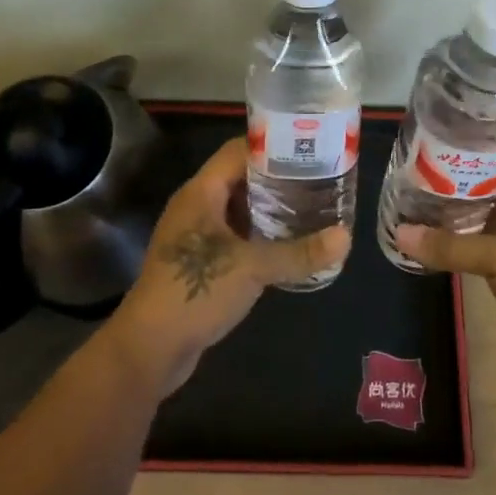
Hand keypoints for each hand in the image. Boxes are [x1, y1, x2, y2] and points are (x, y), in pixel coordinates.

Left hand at [105, 138, 350, 396]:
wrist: (149, 348)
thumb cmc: (195, 291)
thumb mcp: (253, 268)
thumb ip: (300, 253)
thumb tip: (346, 237)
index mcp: (201, 192)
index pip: (238, 151)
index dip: (272, 146)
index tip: (308, 149)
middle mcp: (195, 206)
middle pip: (240, 178)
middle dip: (277, 179)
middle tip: (319, 180)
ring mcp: (195, 235)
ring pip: (237, 209)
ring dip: (269, 209)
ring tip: (311, 208)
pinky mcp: (198, 262)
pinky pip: (234, 236)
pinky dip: (258, 235)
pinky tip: (286, 245)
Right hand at [395, 150, 495, 384]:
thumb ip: (451, 246)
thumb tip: (400, 233)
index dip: (477, 131)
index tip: (438, 124)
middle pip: (487, 171)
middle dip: (454, 163)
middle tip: (412, 155)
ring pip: (478, 201)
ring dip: (450, 195)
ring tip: (409, 183)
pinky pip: (475, 232)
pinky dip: (452, 226)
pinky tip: (423, 225)